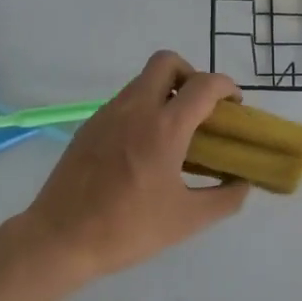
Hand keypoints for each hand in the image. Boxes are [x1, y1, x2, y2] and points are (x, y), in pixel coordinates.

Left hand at [20, 51, 250, 279]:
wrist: (60, 238)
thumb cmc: (127, 229)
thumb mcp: (187, 220)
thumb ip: (225, 199)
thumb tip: (241, 183)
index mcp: (163, 128)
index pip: (203, 85)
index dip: (226, 87)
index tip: (234, 107)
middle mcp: (135, 109)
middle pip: (167, 62)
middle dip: (191, 76)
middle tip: (200, 109)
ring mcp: (107, 114)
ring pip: (142, 80)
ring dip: (166, 92)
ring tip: (175, 133)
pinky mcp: (90, 126)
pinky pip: (124, 101)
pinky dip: (143, 109)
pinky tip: (144, 148)